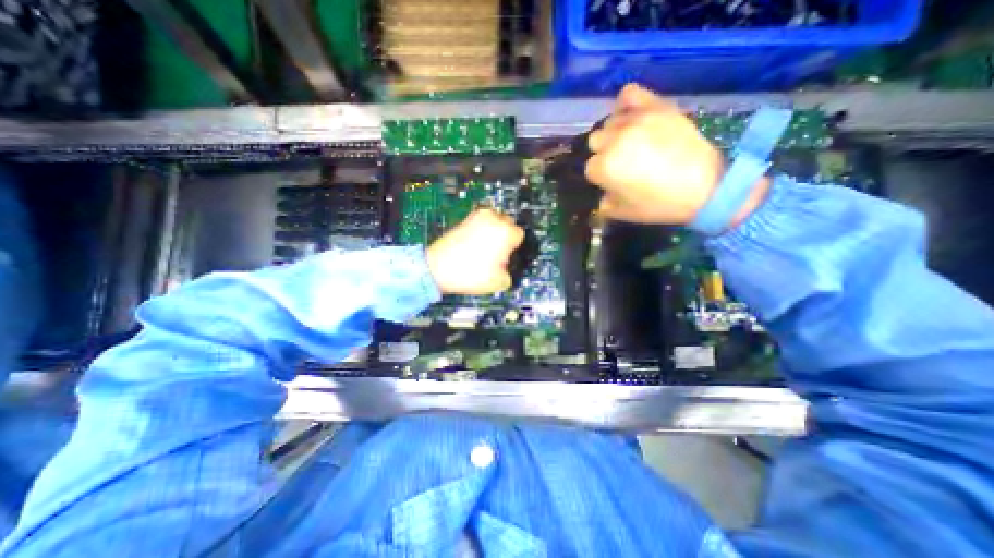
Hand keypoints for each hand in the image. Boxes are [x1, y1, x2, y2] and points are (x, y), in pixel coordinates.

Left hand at [423, 208, 522, 295]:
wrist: (437, 268)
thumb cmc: (470, 274)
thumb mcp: (500, 281)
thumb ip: (511, 272)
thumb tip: (507, 267)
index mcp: (506, 231)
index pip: (519, 235)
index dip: (514, 248)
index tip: (508, 256)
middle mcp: (493, 218)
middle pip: (508, 224)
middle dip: (505, 236)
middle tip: (497, 254)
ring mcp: (477, 216)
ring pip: (494, 221)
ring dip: (493, 232)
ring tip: (484, 250)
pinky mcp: (465, 219)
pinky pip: (480, 223)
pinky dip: (481, 231)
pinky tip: (474, 246)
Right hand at [583, 85, 772, 228]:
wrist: (704, 187)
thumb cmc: (659, 204)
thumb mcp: (623, 213)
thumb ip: (604, 203)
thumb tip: (604, 193)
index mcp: (605, 167)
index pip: (590, 168)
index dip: (601, 177)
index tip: (614, 182)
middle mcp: (614, 140)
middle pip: (596, 141)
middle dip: (604, 153)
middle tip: (622, 162)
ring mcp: (635, 121)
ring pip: (609, 122)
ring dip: (615, 133)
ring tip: (631, 142)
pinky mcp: (655, 107)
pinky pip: (629, 94)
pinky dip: (626, 104)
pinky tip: (631, 116)